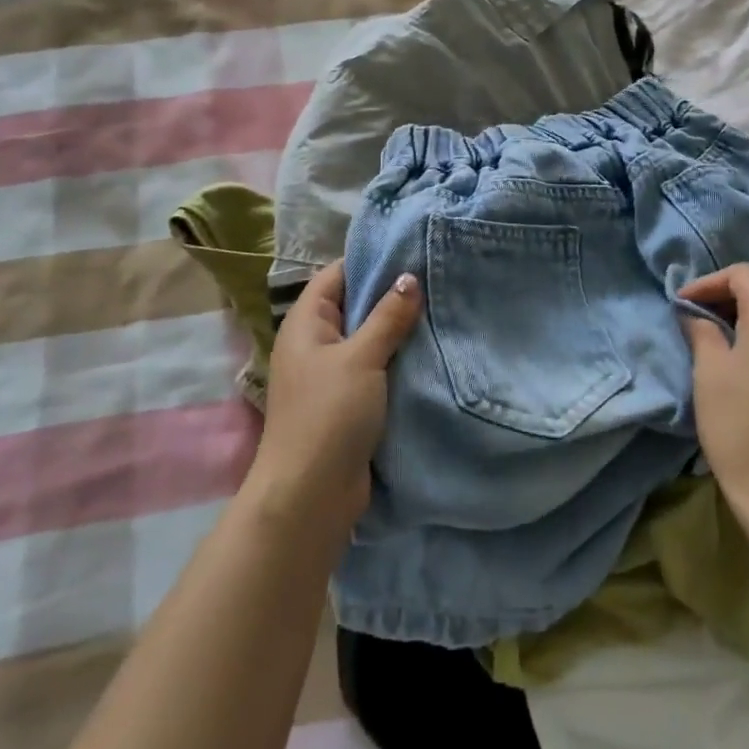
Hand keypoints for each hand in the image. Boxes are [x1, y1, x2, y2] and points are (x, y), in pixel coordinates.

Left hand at [246, 261, 421, 534]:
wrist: (310, 497)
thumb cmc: (328, 415)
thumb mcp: (361, 358)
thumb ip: (387, 316)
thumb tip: (409, 277)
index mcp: (307, 323)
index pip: (337, 275)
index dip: (370, 261)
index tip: (411, 251)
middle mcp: (315, 343)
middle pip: (355, 305)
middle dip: (391, 295)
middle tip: (436, 277)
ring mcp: (331, 374)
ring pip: (368, 339)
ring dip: (398, 330)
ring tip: (441, 308)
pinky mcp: (348, 403)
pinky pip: (375, 369)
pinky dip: (397, 360)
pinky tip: (430, 350)